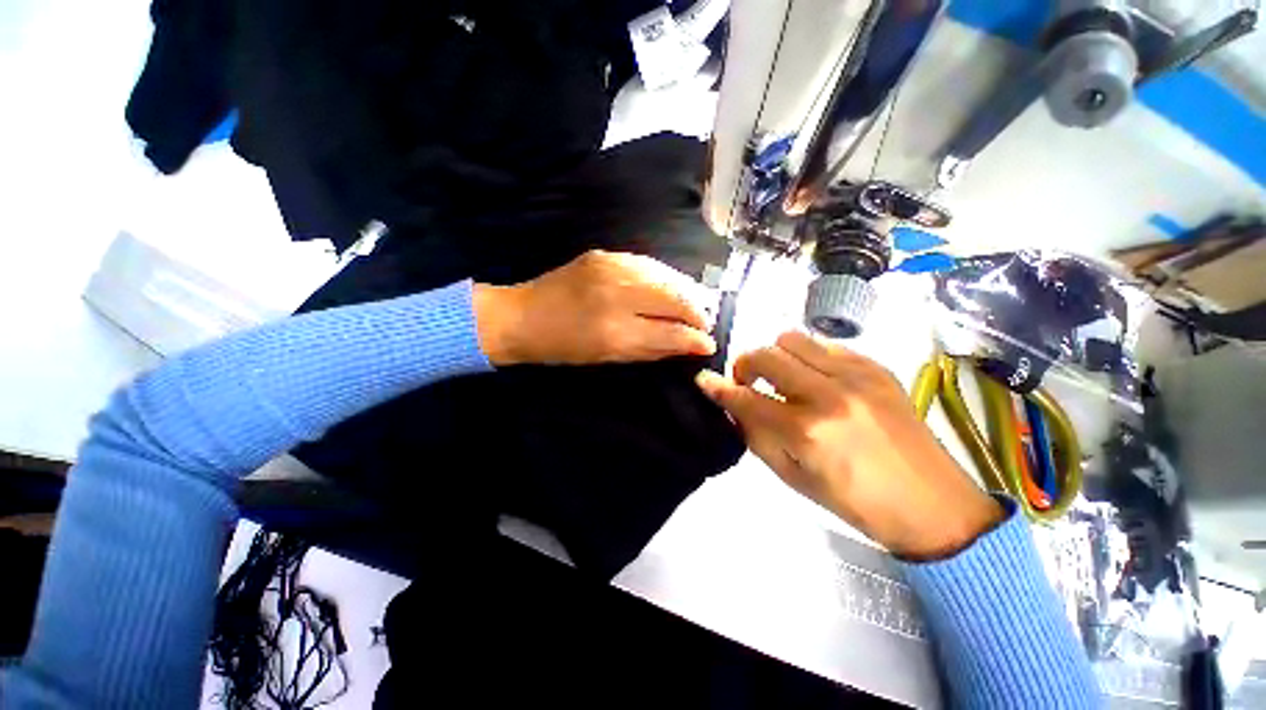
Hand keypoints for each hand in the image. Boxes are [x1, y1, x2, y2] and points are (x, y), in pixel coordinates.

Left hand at [473, 250, 715, 365]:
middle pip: (675, 297)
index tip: (709, 343)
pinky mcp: (604, 254)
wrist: (522, 315)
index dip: (695, 338)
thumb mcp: (609, 358)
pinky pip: (648, 264)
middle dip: (698, 310)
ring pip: (666, 275)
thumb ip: (653, 349)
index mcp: (615, 331)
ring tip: (697, 303)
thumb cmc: (564, 348)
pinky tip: (673, 285)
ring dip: (687, 290)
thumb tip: (690, 345)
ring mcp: (611, 268)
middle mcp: (617, 294)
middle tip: (707, 322)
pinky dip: (666, 276)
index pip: (670, 331)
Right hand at [696, 332, 1003, 560]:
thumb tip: (735, 405)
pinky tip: (815, 378)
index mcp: (806, 432)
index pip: (746, 399)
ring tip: (782, 377)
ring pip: (792, 338)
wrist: (931, 503)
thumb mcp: (792, 477)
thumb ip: (757, 435)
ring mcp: (855, 375)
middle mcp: (828, 394)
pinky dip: (808, 357)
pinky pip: (825, 344)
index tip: (704, 380)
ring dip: (776, 355)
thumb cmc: (854, 500)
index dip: (718, 388)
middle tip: (748, 382)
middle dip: (745, 365)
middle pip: (766, 355)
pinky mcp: (876, 367)